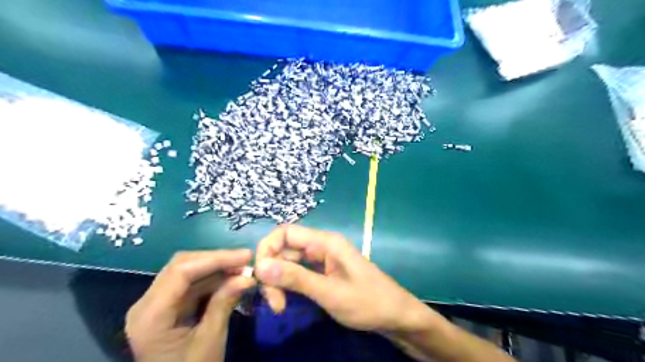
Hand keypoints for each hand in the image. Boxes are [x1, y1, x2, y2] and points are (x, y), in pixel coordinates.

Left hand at [124, 249, 256, 361]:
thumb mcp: (210, 341)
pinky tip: (230, 278)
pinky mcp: (166, 307)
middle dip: (216, 260)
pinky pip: (190, 284)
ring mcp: (155, 304)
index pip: (181, 272)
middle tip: (245, 260)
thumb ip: (224, 303)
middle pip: (181, 266)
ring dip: (216, 267)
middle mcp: (146, 304)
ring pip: (186, 271)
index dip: (216, 259)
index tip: (245, 256)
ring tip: (242, 268)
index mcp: (151, 316)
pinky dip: (212, 279)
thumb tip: (247, 276)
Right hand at [254, 227, 428, 332]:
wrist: (395, 316)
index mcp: (325, 242)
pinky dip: (290, 285)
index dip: (267, 249)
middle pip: (285, 249)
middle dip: (273, 272)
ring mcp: (323, 259)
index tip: (260, 276)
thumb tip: (260, 266)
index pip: (285, 232)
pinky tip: (287, 301)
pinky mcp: (323, 272)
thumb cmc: (367, 302)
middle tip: (274, 303)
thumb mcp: (329, 292)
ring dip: (279, 281)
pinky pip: (299, 272)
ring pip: (290, 262)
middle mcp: (322, 246)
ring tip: (280, 306)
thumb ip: (296, 278)